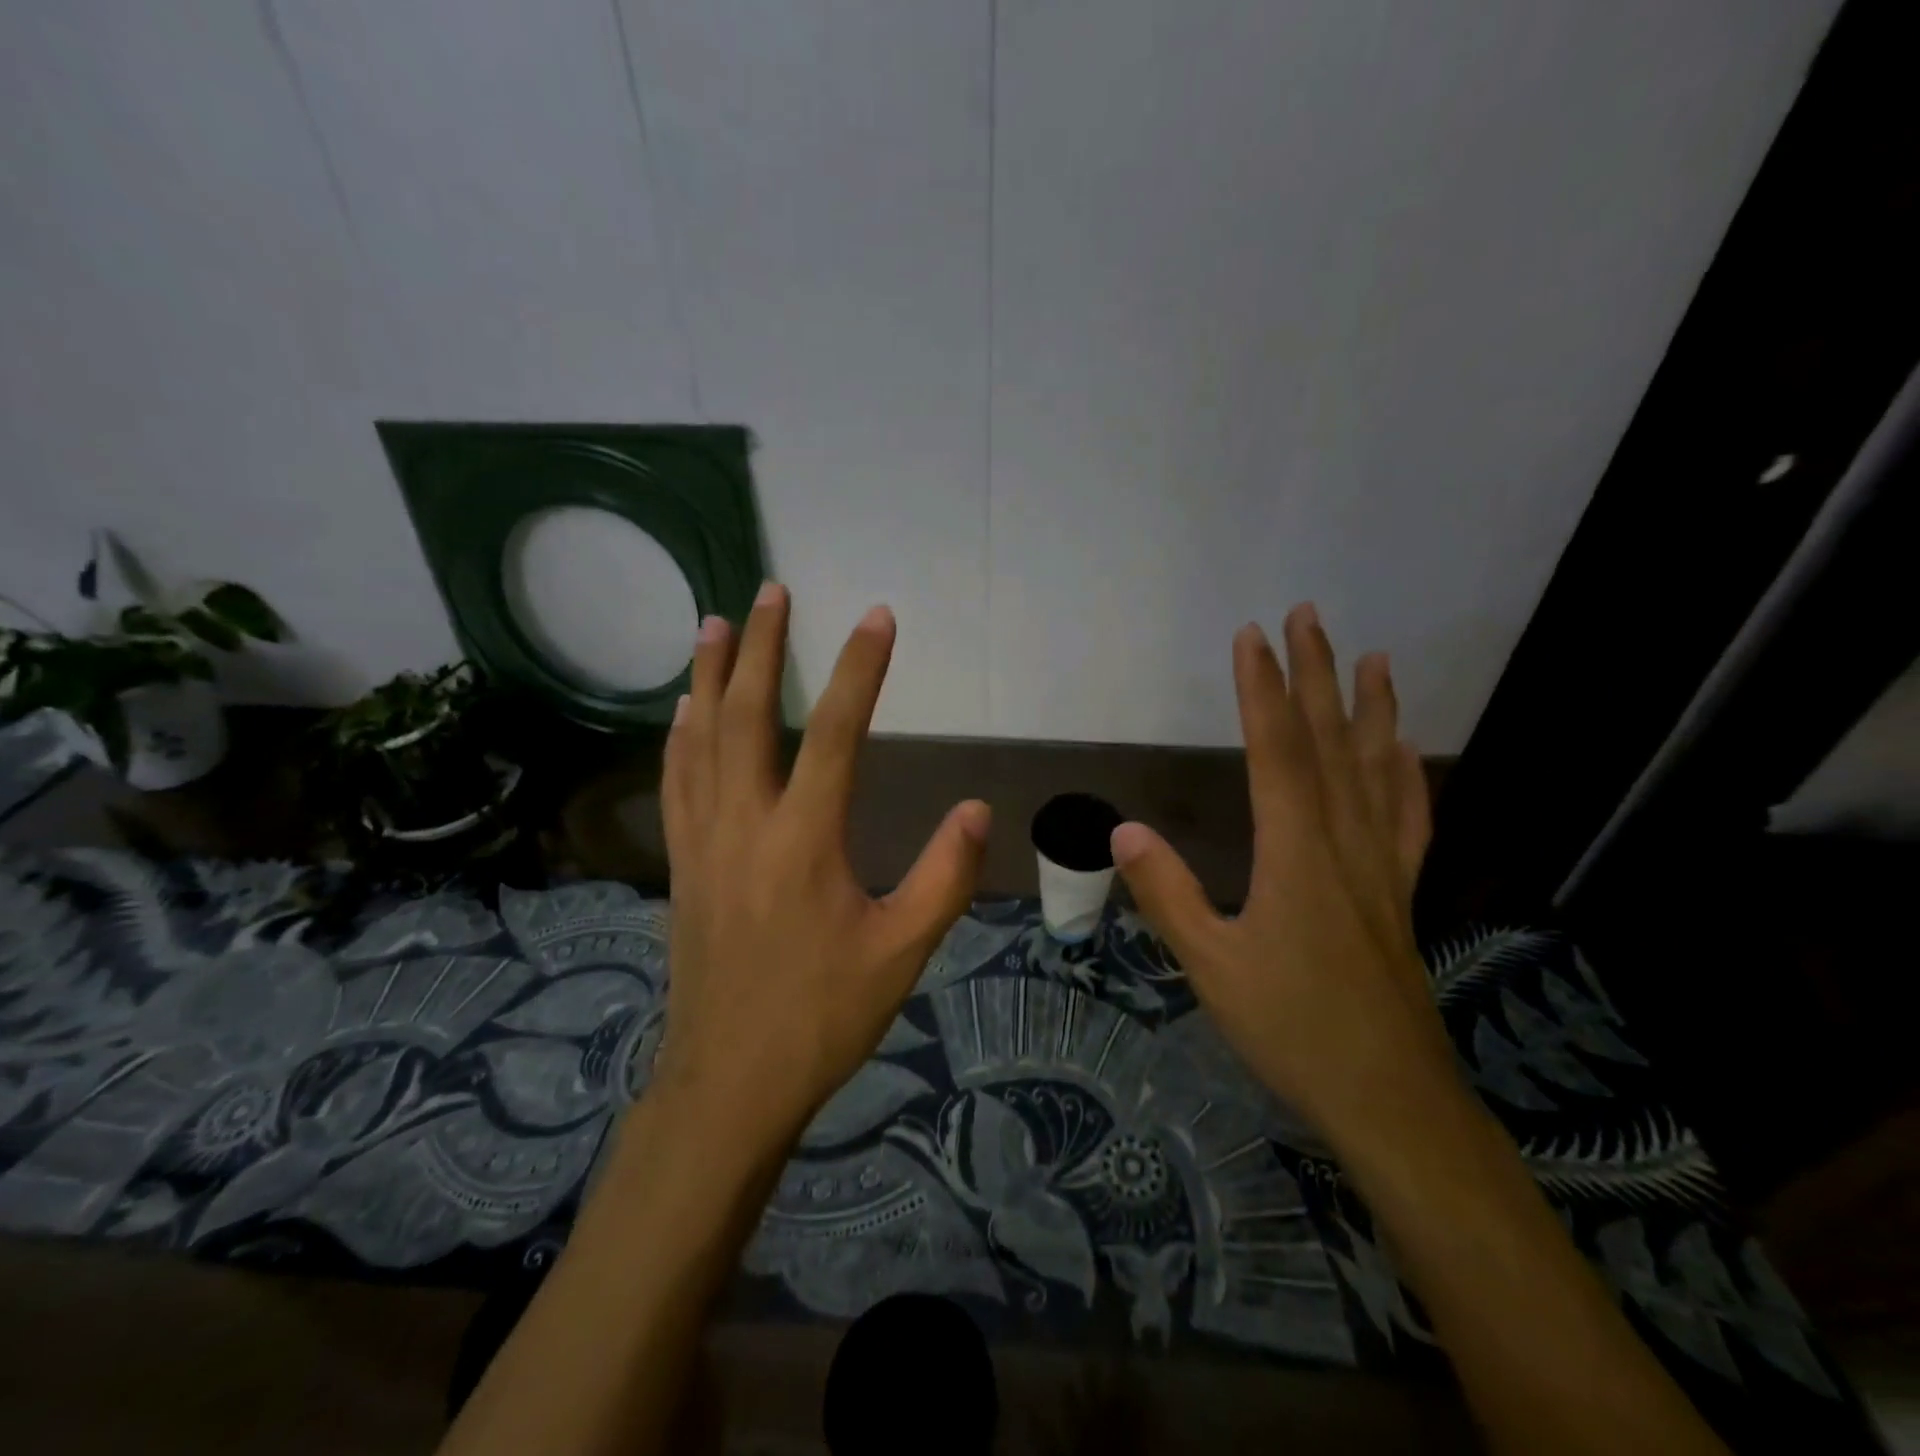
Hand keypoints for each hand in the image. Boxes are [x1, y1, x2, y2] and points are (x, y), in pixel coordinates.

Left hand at [655, 583, 990, 1148]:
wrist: (730, 1082)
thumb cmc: (823, 1016)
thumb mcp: (904, 952)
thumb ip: (945, 877)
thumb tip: (979, 809)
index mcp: (804, 841)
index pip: (837, 734)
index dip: (862, 670)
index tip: (878, 617)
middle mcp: (745, 824)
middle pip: (748, 716)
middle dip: (762, 647)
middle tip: (771, 592)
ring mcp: (703, 841)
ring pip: (699, 739)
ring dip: (708, 676)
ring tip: (714, 625)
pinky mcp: (682, 863)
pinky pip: (676, 780)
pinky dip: (680, 733)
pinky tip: (683, 710)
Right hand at [1110, 603, 1457, 1153]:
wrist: (1390, 1099)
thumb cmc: (1293, 1029)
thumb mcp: (1212, 966)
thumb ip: (1169, 895)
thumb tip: (1123, 832)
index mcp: (1297, 852)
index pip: (1277, 750)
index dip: (1262, 690)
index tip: (1251, 637)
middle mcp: (1344, 842)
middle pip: (1330, 742)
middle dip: (1315, 674)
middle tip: (1308, 616)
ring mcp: (1381, 866)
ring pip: (1377, 769)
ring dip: (1372, 709)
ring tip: (1373, 659)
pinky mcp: (1400, 892)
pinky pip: (1407, 817)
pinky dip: (1406, 774)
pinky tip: (1406, 751)